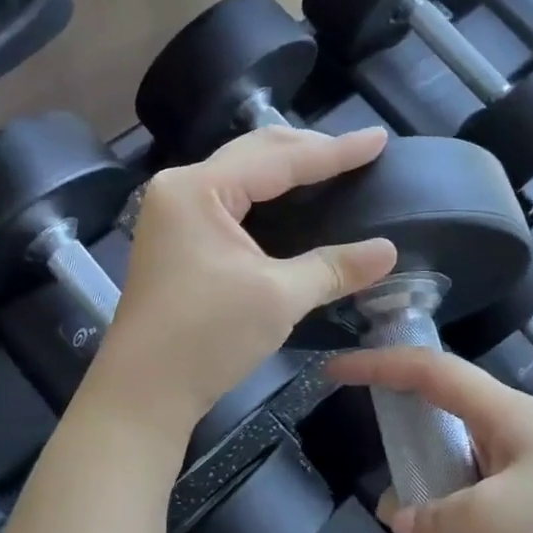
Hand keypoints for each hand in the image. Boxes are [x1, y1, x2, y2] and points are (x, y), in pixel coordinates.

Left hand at [96, 127, 398, 424]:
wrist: (143, 393)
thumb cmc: (206, 337)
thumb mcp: (279, 298)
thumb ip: (334, 267)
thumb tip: (389, 251)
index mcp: (199, 189)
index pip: (278, 158)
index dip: (333, 151)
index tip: (378, 139)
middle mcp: (181, 188)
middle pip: (255, 153)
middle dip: (309, 150)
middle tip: (360, 150)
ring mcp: (174, 213)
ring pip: (242, 175)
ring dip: (287, 169)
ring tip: (332, 166)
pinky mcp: (178, 238)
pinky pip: (231, 200)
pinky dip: (267, 196)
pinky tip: (292, 200)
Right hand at [327, 347, 532, 532]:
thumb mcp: (495, 517)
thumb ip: (438, 519)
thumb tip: (405, 524)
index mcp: (505, 416)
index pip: (431, 373)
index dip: (381, 364)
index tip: (336, 370)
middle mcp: (514, 447)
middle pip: (442, 435)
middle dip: (405, 462)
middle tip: (383, 498)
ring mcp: (529, 494)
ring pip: (456, 493)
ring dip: (425, 520)